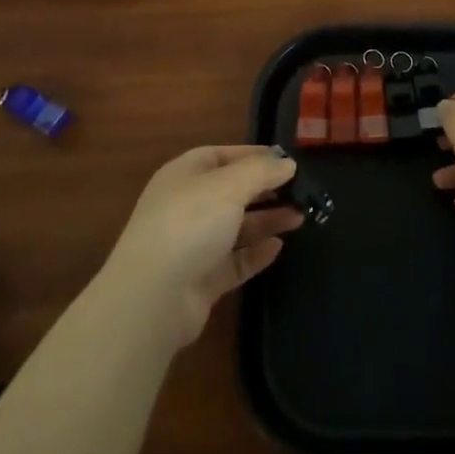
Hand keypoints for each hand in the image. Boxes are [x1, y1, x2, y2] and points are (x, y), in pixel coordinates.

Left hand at [102, 146, 303, 347]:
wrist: (153, 298)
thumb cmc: (190, 223)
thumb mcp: (230, 185)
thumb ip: (262, 172)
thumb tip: (288, 163)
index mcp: (184, 175)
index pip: (222, 156)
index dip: (253, 155)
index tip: (286, 161)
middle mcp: (186, 206)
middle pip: (231, 192)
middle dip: (265, 190)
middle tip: (301, 191)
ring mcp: (192, 245)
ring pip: (236, 227)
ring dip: (267, 220)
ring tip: (300, 217)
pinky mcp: (201, 280)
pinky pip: (234, 261)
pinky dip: (256, 253)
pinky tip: (279, 247)